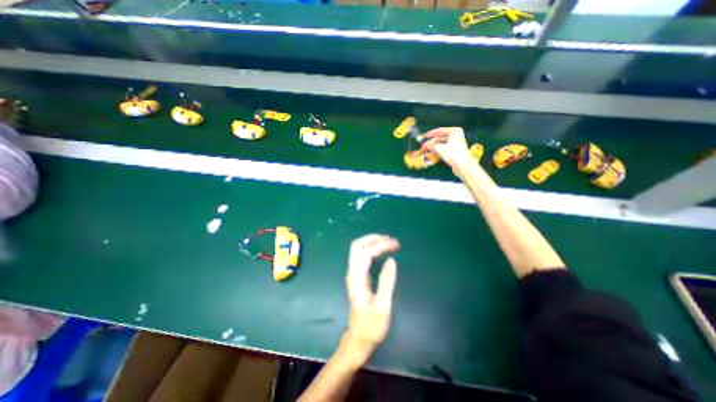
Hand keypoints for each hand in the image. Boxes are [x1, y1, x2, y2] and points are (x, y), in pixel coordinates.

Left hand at [343, 232, 400, 359]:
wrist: (358, 339)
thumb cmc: (371, 326)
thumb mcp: (382, 306)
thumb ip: (386, 282)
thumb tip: (391, 260)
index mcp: (357, 278)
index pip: (366, 253)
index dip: (380, 246)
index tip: (396, 245)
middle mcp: (352, 272)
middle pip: (357, 246)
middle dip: (372, 239)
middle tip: (390, 239)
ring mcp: (353, 274)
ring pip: (358, 250)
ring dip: (371, 242)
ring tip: (388, 242)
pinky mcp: (357, 277)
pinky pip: (361, 256)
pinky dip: (371, 249)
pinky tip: (381, 251)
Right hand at [420, 127, 473, 170]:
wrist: (463, 165)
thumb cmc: (454, 154)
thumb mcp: (440, 149)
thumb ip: (432, 146)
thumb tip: (425, 145)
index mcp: (455, 131)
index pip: (440, 131)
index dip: (430, 134)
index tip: (424, 136)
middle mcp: (456, 136)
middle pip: (440, 138)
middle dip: (431, 142)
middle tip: (423, 145)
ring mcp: (455, 144)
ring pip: (441, 144)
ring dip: (433, 147)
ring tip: (425, 149)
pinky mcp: (454, 151)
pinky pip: (443, 148)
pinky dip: (437, 150)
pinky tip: (431, 152)